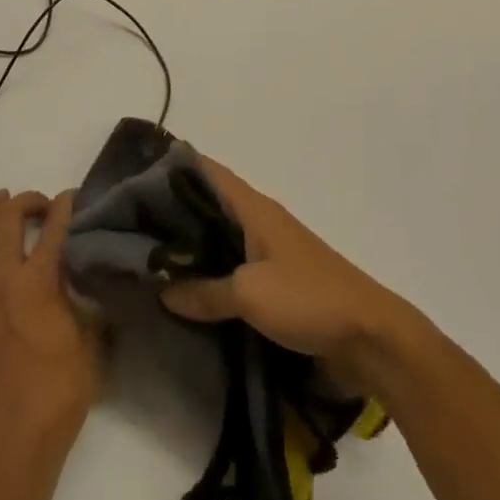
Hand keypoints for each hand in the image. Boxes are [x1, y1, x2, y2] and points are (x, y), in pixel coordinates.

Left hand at [0, 190, 101, 498]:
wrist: (12, 454)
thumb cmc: (58, 399)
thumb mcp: (91, 344)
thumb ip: (87, 304)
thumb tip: (89, 281)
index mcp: (40, 282)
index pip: (54, 226)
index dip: (65, 205)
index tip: (71, 198)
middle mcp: (3, 281)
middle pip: (8, 219)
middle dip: (25, 201)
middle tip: (39, 205)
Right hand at [160, 157, 417, 392]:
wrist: (368, 336)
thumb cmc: (308, 298)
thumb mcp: (250, 295)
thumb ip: (205, 291)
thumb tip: (162, 289)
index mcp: (254, 208)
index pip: (210, 171)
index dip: (177, 164)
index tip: (140, 167)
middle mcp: (260, 221)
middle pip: (210, 203)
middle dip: (174, 207)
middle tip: (131, 216)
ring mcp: (269, 251)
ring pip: (220, 236)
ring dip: (191, 241)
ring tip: (149, 251)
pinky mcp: (277, 281)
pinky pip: (233, 265)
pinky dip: (210, 268)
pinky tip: (188, 286)